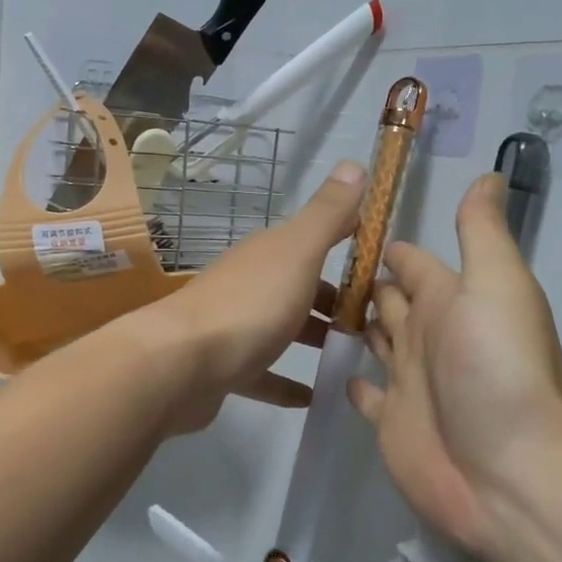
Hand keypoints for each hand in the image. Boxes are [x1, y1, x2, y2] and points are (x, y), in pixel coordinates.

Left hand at [133, 160, 365, 433]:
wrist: (180, 364)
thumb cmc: (250, 305)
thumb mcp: (297, 252)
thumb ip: (327, 214)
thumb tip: (354, 163)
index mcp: (268, 254)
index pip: (313, 238)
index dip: (347, 242)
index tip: (382, 262)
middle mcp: (250, 283)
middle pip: (298, 286)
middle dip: (334, 300)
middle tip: (373, 322)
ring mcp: (234, 326)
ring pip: (281, 328)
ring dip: (312, 338)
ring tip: (351, 356)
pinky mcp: (225, 368)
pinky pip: (263, 374)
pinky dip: (286, 383)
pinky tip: (311, 398)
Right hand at [347, 174, 561, 556]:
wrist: (509, 473)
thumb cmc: (498, 369)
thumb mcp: (497, 285)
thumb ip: (482, 233)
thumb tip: (488, 174)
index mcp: (451, 301)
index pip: (414, 264)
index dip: (388, 249)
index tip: (346, 229)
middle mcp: (429, 336)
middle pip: (392, 301)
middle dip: (364, 284)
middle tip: (313, 266)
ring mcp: (409, 382)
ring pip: (377, 342)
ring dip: (356, 326)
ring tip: (312, 307)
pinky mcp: (391, 422)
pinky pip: (366, 394)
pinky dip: (353, 381)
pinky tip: (333, 372)